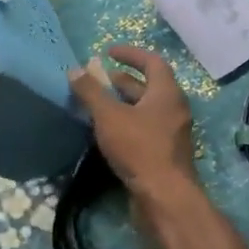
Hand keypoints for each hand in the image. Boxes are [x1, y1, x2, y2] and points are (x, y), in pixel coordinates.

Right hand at [67, 45, 197, 201]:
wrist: (164, 196)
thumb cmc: (139, 148)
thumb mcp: (109, 116)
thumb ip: (91, 92)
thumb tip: (75, 71)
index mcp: (167, 93)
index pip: (152, 62)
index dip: (130, 54)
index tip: (108, 52)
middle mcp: (174, 109)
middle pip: (149, 87)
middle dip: (122, 81)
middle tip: (98, 80)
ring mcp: (171, 133)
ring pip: (146, 110)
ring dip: (123, 104)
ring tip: (98, 105)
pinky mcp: (165, 154)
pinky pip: (145, 129)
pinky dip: (127, 123)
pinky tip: (107, 132)